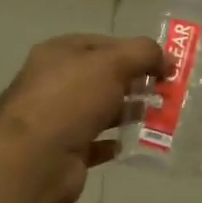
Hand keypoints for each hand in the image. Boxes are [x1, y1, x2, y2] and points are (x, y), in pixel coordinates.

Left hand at [0, 33, 164, 202]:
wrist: (34, 159)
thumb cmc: (71, 99)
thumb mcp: (112, 63)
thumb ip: (144, 53)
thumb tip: (168, 59)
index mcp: (59, 53)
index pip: (103, 44)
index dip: (135, 51)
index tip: (164, 65)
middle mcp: (56, 82)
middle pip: (103, 77)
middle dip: (136, 82)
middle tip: (167, 92)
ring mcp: (59, 118)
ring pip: (102, 110)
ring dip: (129, 112)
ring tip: (160, 117)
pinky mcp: (66, 151)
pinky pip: (98, 142)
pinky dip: (117, 142)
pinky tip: (137, 142)